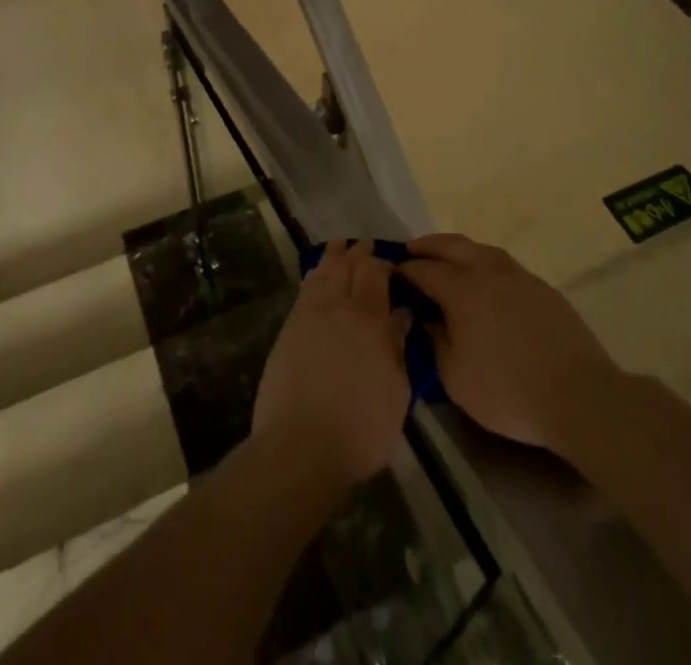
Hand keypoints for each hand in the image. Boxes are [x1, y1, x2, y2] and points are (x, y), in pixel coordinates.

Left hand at [253, 240, 411, 486]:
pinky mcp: (289, 328)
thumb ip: (398, 348)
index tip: (392, 265)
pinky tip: (317, 273)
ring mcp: (309, 314)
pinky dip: (314, 273)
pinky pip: (304, 288)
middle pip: (348, 265)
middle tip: (367, 246)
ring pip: (323, 271)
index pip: (376, 273)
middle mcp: (338, 307)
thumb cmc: (360, 428)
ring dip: (334, 255)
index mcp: (369, 320)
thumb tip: (401, 315)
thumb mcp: (396, 392)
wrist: (300, 445)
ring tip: (341, 246)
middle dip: (359, 252)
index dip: (383, 263)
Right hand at [398, 233, 619, 452]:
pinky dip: (484, 262)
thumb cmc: (508, 391)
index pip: (423, 270)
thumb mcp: (455, 378)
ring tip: (447, 259)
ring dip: (458, 249)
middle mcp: (487, 271)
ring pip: (481, 249)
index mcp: (461, 289)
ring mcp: (518, 276)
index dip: (403, 270)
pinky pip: (504, 264)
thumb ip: (433, 342)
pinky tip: (486, 280)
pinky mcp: (542, 288)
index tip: (390, 273)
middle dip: (427, 245)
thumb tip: (424, 318)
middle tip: (411, 250)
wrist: (579, 396)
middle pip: (451, 245)